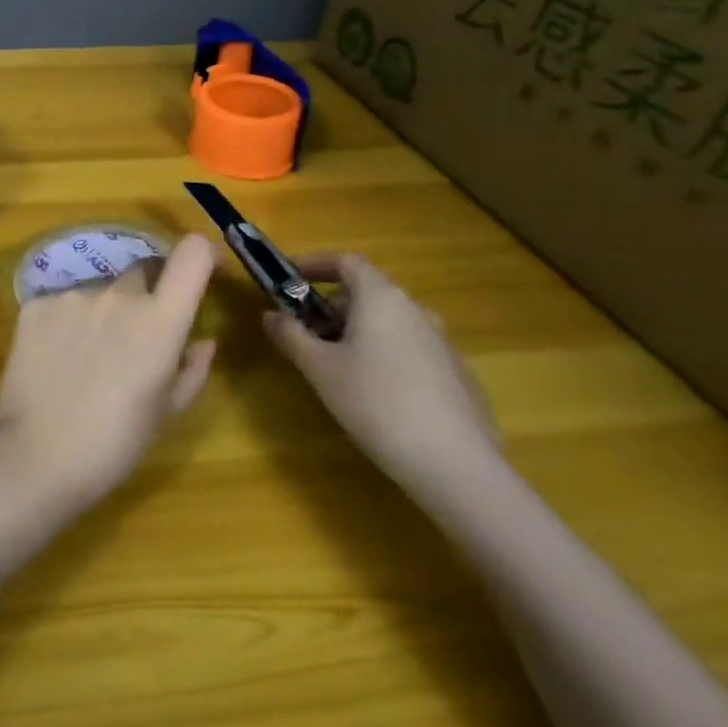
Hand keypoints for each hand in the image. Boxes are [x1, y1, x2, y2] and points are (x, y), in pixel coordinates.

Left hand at [0, 235, 218, 507]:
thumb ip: (191, 369)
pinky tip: (57, 358)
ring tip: (90, 357)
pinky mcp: (36, 303)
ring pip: (100, 289)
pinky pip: (63, 302)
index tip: (204, 271)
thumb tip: (204, 341)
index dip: (202, 255)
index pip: (192, 254)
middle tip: (138, 335)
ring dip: (105, 310)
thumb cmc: (114, 443)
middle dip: (149, 293)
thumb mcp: (166, 413)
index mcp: (159, 320)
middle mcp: (117, 294)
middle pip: (143, 271)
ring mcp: (72, 295)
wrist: (34, 454)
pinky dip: (68, 321)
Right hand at [263, 252, 499, 496]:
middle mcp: (415, 309)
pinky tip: (377, 397)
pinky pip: (410, 349)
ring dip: (358, 333)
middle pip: (366, 292)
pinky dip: (384, 356)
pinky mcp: (457, 374)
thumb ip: (291, 336)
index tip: (290, 278)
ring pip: (389, 322)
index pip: (346, 261)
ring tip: (338, 369)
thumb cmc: (376, 403)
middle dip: (331, 307)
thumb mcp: (320, 369)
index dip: (315, 264)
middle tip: (307, 336)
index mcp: (381, 297)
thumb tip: (270, 315)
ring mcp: (442, 342)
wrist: (457, 465)